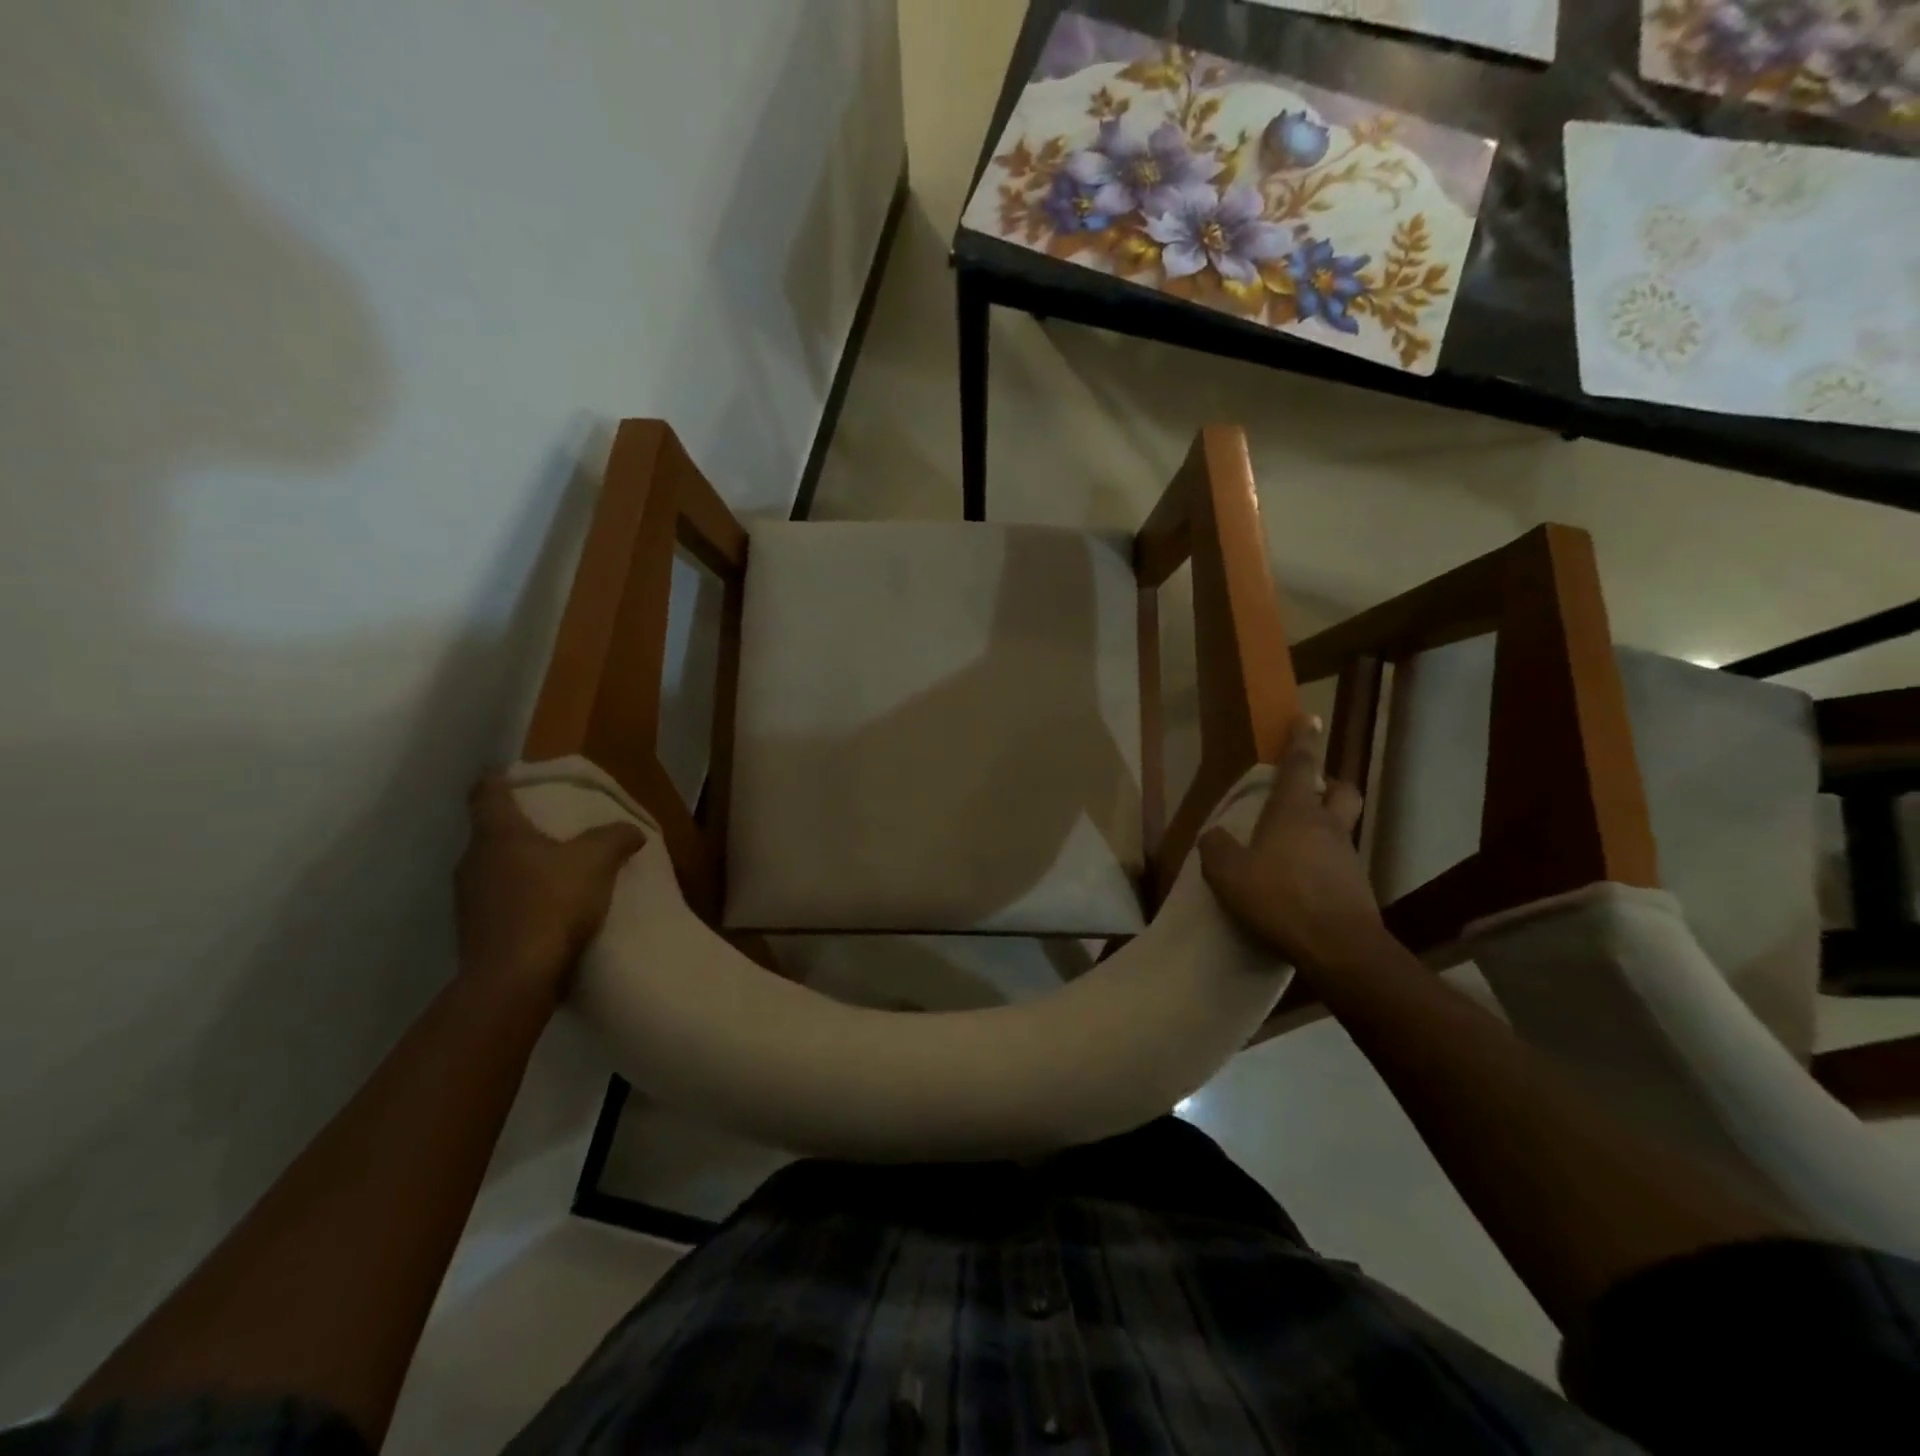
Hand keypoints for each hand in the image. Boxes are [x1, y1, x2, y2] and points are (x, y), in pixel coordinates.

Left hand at [454, 774, 647, 1003]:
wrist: (514, 978)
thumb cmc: (551, 903)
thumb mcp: (597, 861)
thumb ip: (615, 838)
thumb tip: (632, 829)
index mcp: (497, 834)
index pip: (487, 793)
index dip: (499, 779)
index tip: (512, 773)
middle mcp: (472, 861)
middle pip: (492, 833)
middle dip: (520, 827)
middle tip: (553, 826)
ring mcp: (467, 899)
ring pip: (494, 869)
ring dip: (520, 866)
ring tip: (556, 870)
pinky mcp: (475, 933)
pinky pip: (498, 903)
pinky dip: (520, 899)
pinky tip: (548, 910)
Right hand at [1198, 715, 1385, 973]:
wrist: (1339, 948)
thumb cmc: (1280, 899)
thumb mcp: (1229, 875)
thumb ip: (1216, 849)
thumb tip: (1212, 836)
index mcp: (1295, 814)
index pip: (1300, 765)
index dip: (1302, 740)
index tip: (1308, 718)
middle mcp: (1327, 827)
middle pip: (1341, 790)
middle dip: (1328, 783)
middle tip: (1311, 790)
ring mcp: (1347, 857)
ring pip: (1341, 828)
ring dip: (1324, 829)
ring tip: (1293, 850)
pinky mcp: (1358, 887)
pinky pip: (1339, 864)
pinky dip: (1323, 865)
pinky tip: (1302, 886)